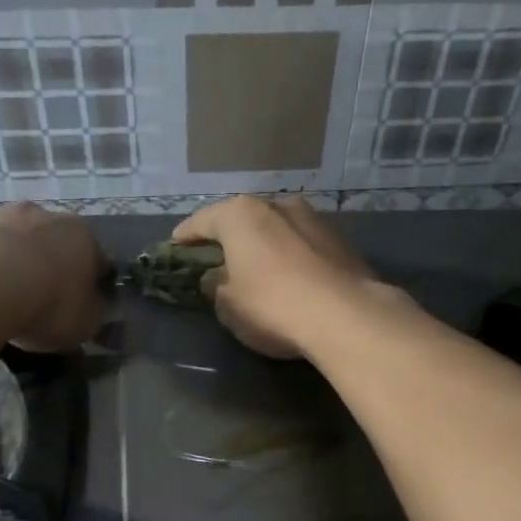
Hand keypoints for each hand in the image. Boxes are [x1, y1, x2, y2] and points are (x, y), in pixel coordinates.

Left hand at [0, 204, 104, 350]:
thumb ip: (92, 310)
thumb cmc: (48, 305)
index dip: (92, 281)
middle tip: (39, 292)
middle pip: (47, 237)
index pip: (96, 258)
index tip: (84, 303)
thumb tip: (92, 305)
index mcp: (80, 237)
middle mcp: (39, 216)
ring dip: (1, 249)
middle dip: (46, 258)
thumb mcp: (86, 323)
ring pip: (2, 230)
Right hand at [172, 195, 376, 358]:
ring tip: (256, 266)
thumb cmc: (272, 306)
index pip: (202, 221)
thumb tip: (218, 278)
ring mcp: (313, 218)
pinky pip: (302, 245)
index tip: (175, 246)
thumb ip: (216, 286)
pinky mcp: (340, 240)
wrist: (345, 315)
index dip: (185, 236)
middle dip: (229, 237)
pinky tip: (290, 275)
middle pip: (243, 219)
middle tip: (217, 257)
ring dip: (264, 244)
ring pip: (276, 228)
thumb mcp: (228, 305)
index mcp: (240, 215)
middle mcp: (277, 205)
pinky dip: (291, 255)